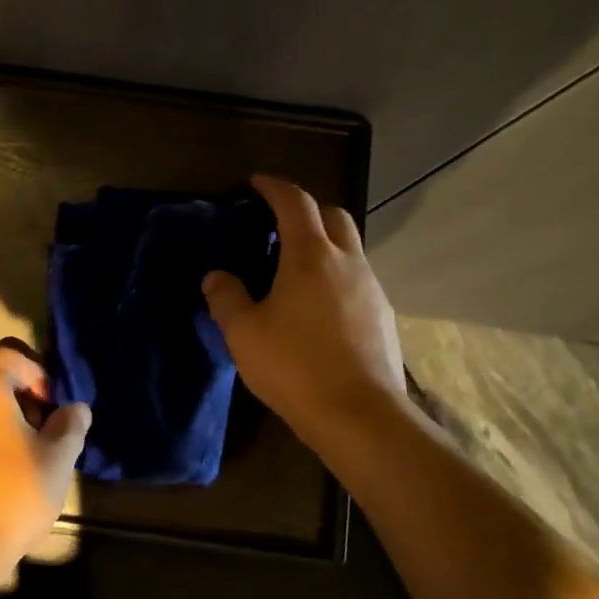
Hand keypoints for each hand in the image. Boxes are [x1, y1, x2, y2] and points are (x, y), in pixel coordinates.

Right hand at [202, 175, 406, 445]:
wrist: (359, 415)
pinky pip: (357, 278)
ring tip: (294, 266)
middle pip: (333, 214)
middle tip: (278, 222)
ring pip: (349, 247)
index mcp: (311, 256)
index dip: (274, 187)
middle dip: (306, 208)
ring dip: (324, 243)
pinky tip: (317, 305)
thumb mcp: (244, 333)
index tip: (256, 183)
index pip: (295, 202)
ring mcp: (370, 287)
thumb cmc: (295, 366)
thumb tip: (217, 276)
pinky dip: (335, 274)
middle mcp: (347, 261)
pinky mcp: (382, 315)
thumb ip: (226, 297)